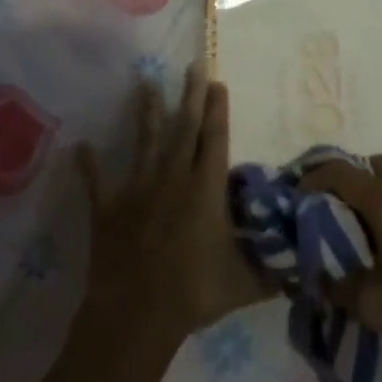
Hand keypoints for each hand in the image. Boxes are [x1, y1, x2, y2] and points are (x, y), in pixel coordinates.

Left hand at [75, 65, 272, 347]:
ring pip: (145, 142)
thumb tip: (300, 266)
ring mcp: (138, 190)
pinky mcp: (109, 209)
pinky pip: (97, 182)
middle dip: (190, 96)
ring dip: (146, 112)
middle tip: (191, 66)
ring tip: (145, 83)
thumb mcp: (243, 283)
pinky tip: (81, 146)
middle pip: (184, 128)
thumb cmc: (193, 294)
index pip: (214, 139)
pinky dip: (89, 165)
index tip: (217, 82)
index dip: (217, 110)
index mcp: (206, 189)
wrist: (136, 315)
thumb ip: (270, 270)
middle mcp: (173, 178)